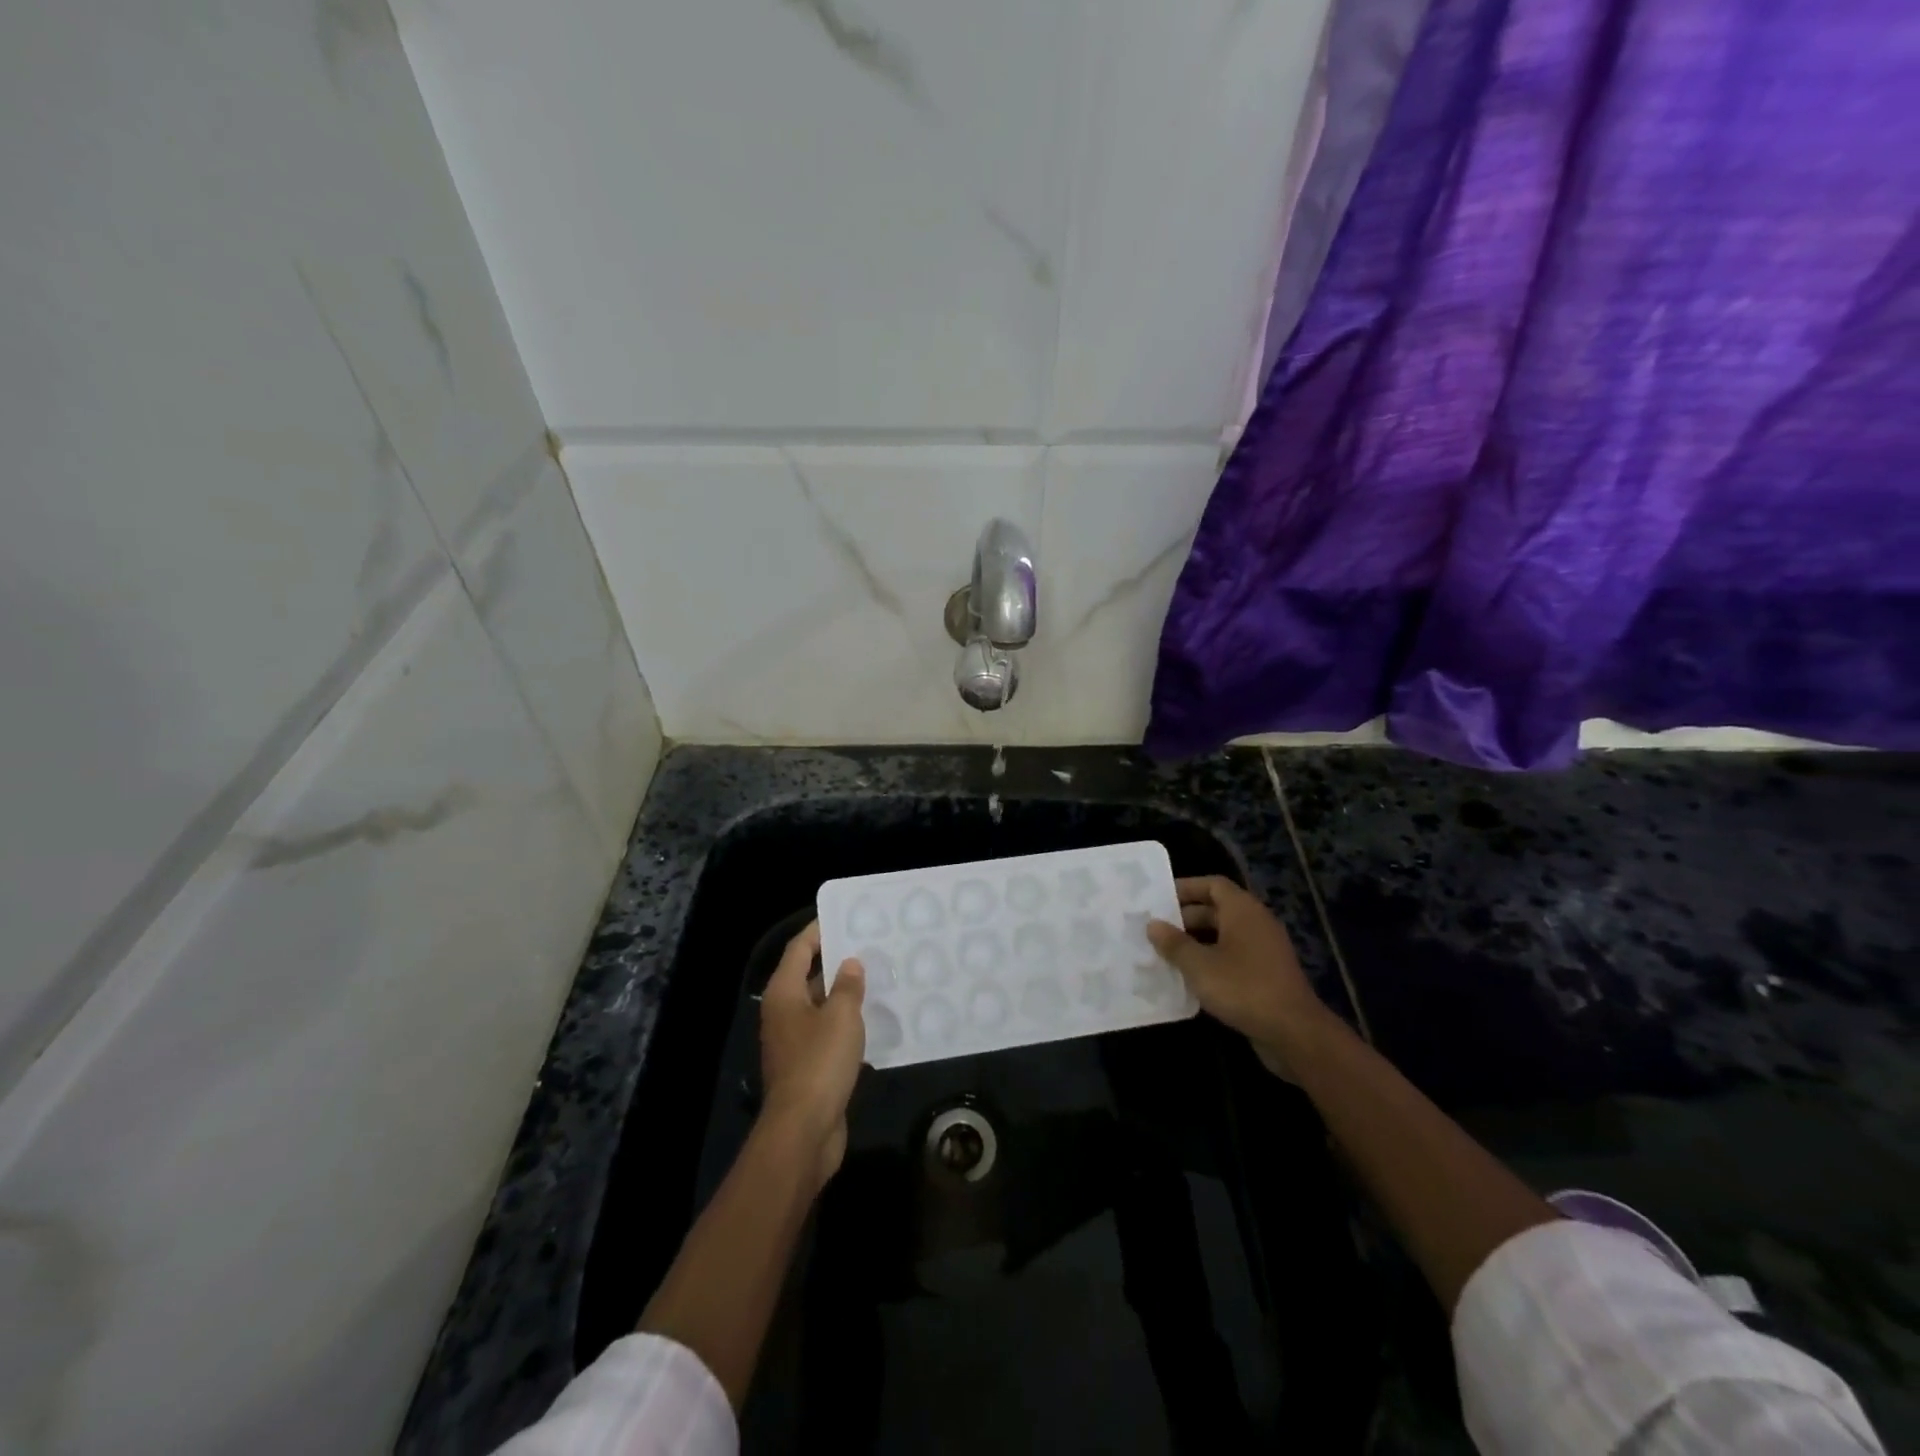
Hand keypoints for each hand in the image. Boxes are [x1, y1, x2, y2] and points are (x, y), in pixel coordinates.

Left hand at [758, 922, 865, 1187]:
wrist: (804, 1131)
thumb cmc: (819, 1063)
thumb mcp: (841, 1017)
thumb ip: (847, 986)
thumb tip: (850, 963)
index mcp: (784, 993)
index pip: (799, 949)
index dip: (819, 930)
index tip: (845, 916)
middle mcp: (784, 1012)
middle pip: (809, 976)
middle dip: (838, 962)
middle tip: (872, 946)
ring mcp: (794, 1041)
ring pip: (822, 1006)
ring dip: (846, 994)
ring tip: (880, 978)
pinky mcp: (808, 1066)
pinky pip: (829, 1033)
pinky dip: (848, 1024)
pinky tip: (876, 1020)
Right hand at [1147, 877, 1334, 1076]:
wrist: (1294, 1033)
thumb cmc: (1243, 988)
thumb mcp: (1200, 965)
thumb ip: (1174, 943)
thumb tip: (1153, 924)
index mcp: (1243, 911)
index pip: (1213, 884)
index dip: (1186, 887)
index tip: (1159, 899)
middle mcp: (1256, 923)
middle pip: (1217, 909)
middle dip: (1186, 918)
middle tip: (1156, 930)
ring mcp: (1264, 950)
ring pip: (1224, 936)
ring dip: (1196, 942)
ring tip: (1166, 954)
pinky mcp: (1267, 974)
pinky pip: (1233, 957)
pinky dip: (1212, 961)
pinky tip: (1190, 978)